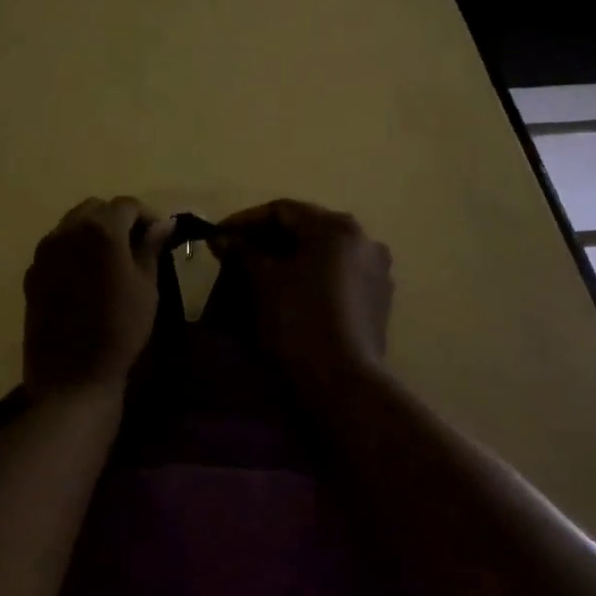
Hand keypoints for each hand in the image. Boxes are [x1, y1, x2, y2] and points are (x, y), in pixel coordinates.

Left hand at [23, 197, 173, 399]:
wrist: (73, 375)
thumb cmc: (121, 329)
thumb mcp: (146, 287)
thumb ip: (150, 247)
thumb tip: (162, 224)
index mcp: (100, 230)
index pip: (127, 205)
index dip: (147, 215)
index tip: (159, 235)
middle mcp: (67, 231)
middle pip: (95, 209)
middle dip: (117, 219)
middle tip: (135, 245)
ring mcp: (44, 252)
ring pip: (71, 225)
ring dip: (93, 233)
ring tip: (110, 260)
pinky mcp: (31, 274)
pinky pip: (55, 249)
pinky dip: (73, 251)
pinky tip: (86, 279)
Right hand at [213, 200, 392, 389]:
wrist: (341, 385)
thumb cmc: (297, 322)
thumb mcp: (261, 282)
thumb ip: (241, 251)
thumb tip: (222, 237)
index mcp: (337, 228)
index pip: (283, 211)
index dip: (245, 220)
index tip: (217, 236)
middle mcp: (364, 240)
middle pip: (306, 229)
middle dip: (267, 240)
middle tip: (234, 254)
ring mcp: (376, 272)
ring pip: (323, 254)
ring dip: (290, 259)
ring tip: (258, 275)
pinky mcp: (379, 302)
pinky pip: (337, 277)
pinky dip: (311, 278)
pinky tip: (289, 295)